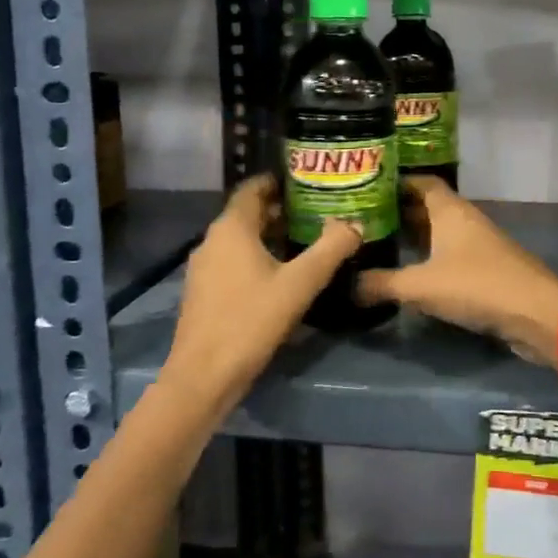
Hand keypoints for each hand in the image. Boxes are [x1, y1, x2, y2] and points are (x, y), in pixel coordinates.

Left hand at [158, 174, 361, 415]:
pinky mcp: (202, 293)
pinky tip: (280, 276)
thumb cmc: (251, 320)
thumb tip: (355, 223)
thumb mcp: (300, 284)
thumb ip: (330, 249)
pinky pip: (232, 262)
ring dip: (270, 237)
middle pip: (248, 214)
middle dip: (281, 211)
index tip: (308, 183)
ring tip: (305, 243)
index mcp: (232, 228)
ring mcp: (203, 268)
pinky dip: (256, 258)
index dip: (279, 181)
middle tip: (317, 213)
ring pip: (240, 240)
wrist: (203, 376)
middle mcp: (212, 240)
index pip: (253, 188)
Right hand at [357, 177, 557, 362]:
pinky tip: (408, 273)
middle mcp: (464, 220)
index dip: (394, 183)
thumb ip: (382, 284)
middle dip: (397, 212)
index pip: (420, 182)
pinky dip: (428, 259)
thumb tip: (347, 286)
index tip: (364, 190)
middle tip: (361, 221)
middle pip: (426, 207)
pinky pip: (449, 255)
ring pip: (438, 233)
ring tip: (378, 245)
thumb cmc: (477, 285)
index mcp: (450, 210)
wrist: (536, 313)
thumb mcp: (421, 286)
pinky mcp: (485, 269)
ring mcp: (477, 244)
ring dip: (413, 238)